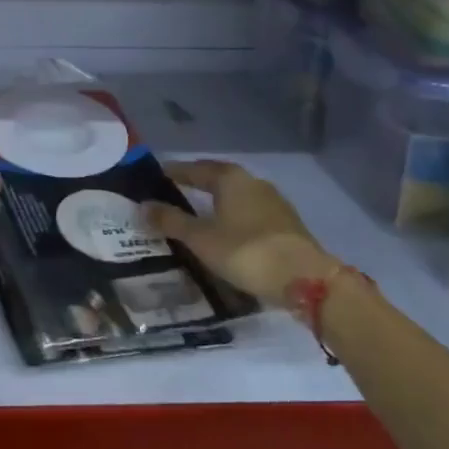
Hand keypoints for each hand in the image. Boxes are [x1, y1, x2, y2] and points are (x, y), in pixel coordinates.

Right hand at [144, 160, 335, 303]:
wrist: (306, 280)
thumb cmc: (246, 251)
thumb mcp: (201, 239)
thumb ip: (170, 221)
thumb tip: (142, 206)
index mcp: (230, 178)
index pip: (194, 168)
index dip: (173, 172)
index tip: (154, 178)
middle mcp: (252, 182)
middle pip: (217, 178)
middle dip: (195, 185)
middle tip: (173, 194)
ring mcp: (274, 203)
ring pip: (235, 196)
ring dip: (216, 202)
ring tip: (197, 214)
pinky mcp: (286, 225)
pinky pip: (250, 213)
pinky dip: (233, 217)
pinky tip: (226, 232)